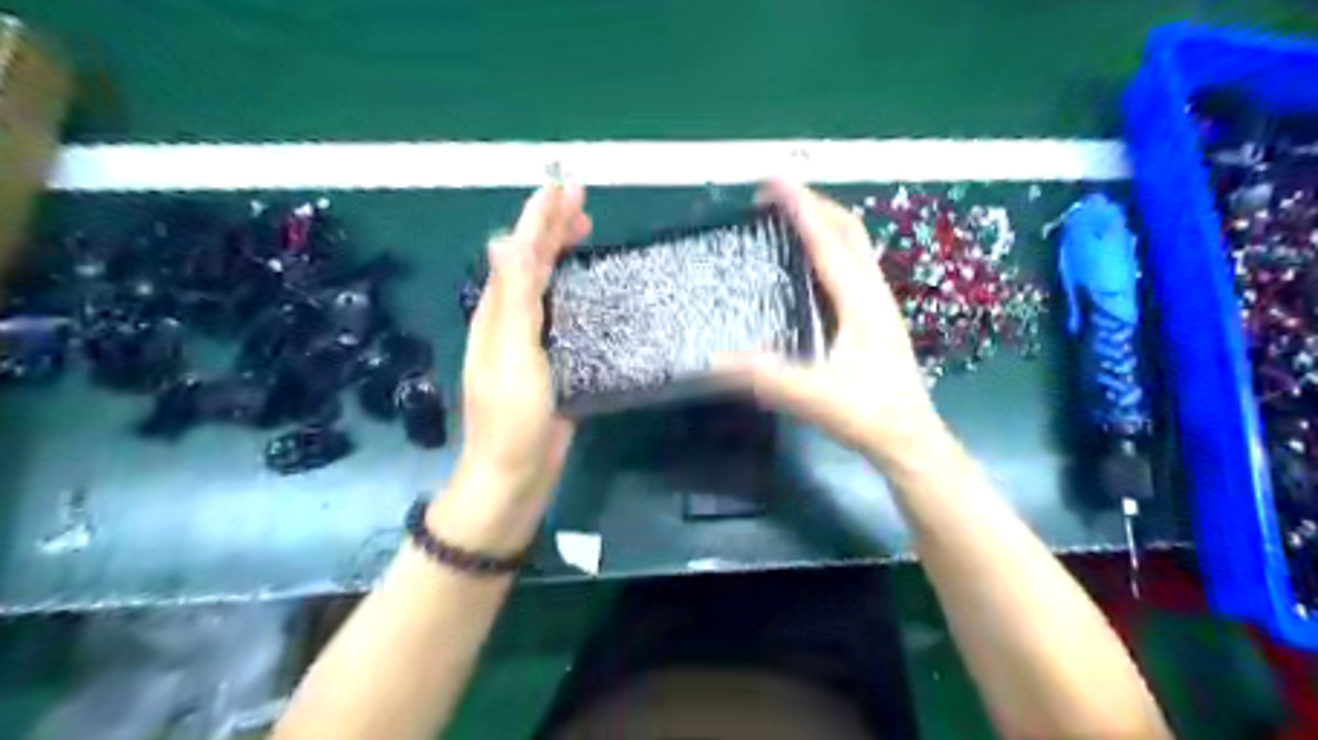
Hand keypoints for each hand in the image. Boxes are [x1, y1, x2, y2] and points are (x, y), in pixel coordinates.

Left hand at [448, 183, 592, 526]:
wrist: (514, 474)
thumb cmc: (512, 416)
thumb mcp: (512, 354)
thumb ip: (513, 300)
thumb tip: (507, 241)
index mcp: (497, 312)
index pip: (519, 253)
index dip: (539, 218)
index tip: (564, 186)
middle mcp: (510, 319)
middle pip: (530, 263)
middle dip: (551, 228)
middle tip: (582, 203)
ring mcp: (531, 341)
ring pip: (547, 285)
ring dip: (562, 254)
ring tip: (586, 231)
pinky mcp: (552, 362)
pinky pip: (563, 314)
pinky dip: (575, 290)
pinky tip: (592, 288)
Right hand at [720, 180, 946, 466]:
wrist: (910, 439)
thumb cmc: (869, 416)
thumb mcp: (816, 398)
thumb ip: (770, 378)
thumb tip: (715, 358)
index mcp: (860, 303)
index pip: (827, 242)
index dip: (800, 207)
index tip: (773, 179)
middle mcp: (873, 293)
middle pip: (848, 230)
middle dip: (812, 203)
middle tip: (772, 193)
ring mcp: (878, 303)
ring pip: (854, 244)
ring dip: (823, 220)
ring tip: (787, 214)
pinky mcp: (875, 316)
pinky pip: (852, 264)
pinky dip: (829, 245)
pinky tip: (809, 260)